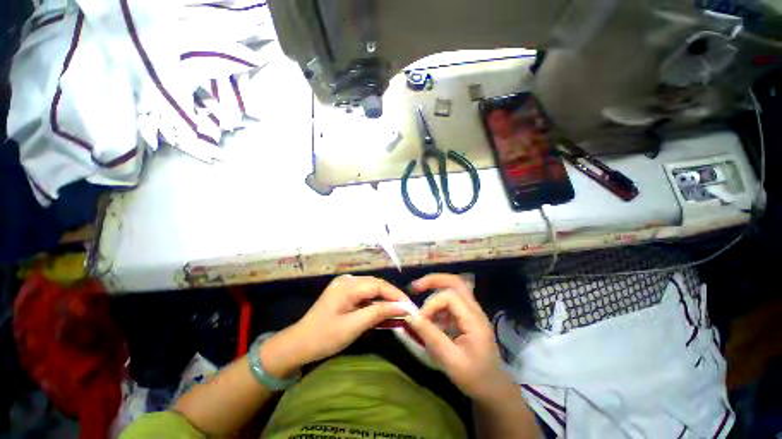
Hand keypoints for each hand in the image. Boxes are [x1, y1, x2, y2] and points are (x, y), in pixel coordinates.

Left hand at [262, 275, 408, 376]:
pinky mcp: (343, 292)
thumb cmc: (325, 337)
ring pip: (371, 288)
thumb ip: (379, 312)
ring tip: (397, 310)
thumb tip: (402, 307)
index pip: (379, 285)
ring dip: (384, 299)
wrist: (299, 344)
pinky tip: (381, 310)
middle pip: (376, 284)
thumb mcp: (354, 326)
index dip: (396, 295)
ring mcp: (344, 284)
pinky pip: (364, 293)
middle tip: (407, 309)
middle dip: (392, 296)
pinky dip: (374, 301)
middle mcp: (347, 280)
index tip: (410, 306)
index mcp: (348, 285)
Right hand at [407, 274, 513, 401]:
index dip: (432, 303)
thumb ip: (430, 336)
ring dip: (434, 293)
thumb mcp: (450, 360)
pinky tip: (431, 320)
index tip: (420, 320)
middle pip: (455, 282)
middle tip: (415, 287)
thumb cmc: (474, 377)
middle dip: (434, 281)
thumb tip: (410, 316)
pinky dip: (437, 306)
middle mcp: (474, 310)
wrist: (492, 388)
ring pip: (452, 289)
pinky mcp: (466, 317)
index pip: (450, 296)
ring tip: (422, 310)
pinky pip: (451, 302)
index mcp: (474, 320)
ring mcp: (472, 312)